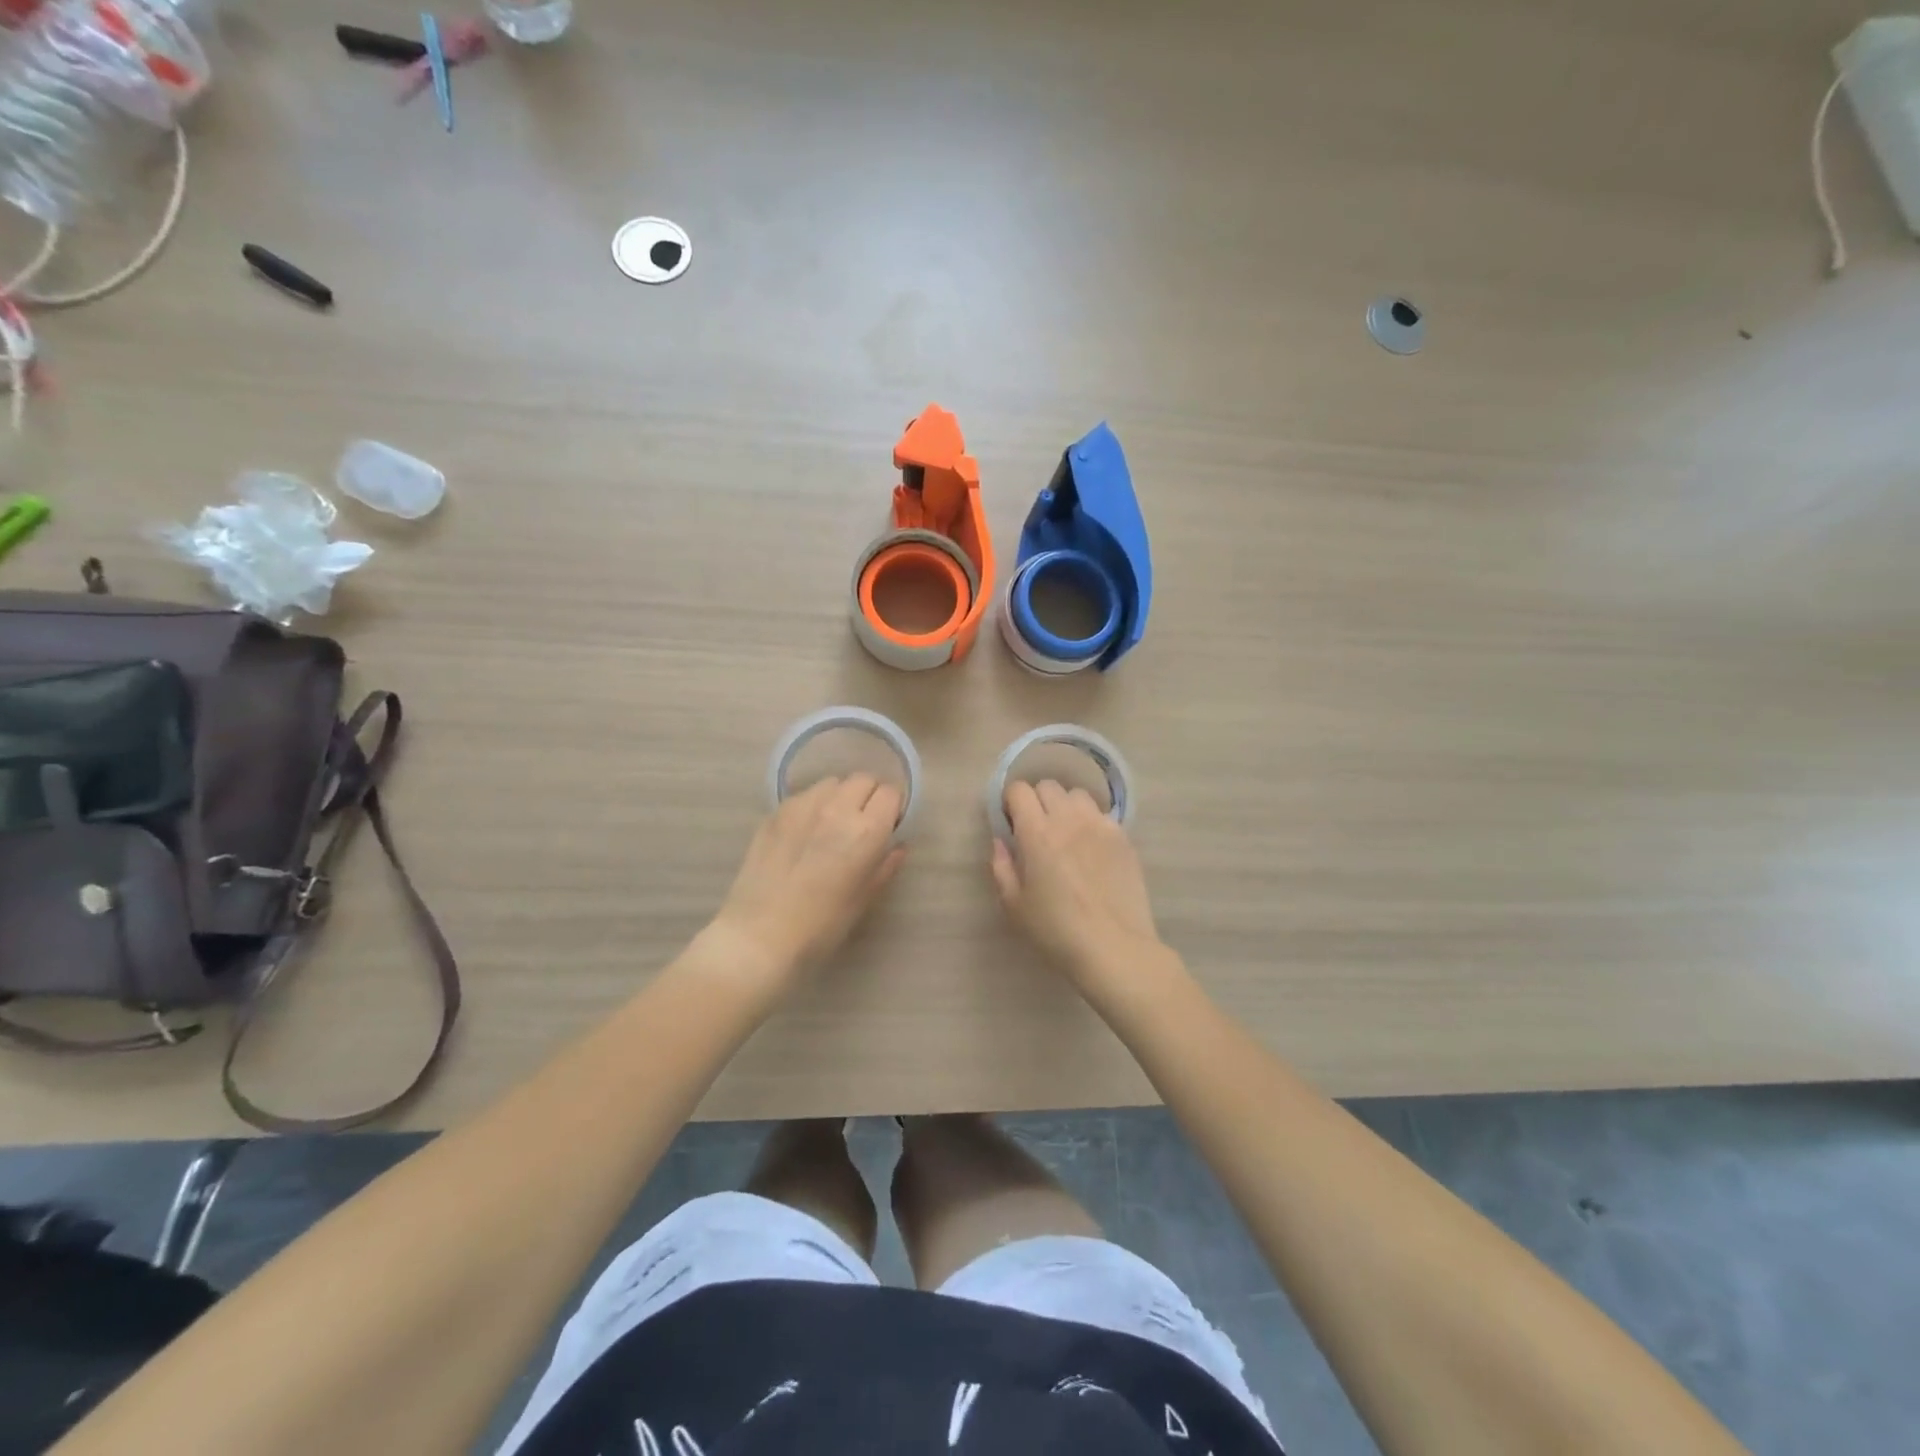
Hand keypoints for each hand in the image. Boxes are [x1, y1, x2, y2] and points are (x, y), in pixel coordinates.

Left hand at [712, 774, 906, 981]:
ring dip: (840, 796)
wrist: (759, 936)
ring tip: (833, 823)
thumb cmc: (820, 927)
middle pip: (863, 779)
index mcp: (866, 831)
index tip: (889, 826)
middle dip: (870, 796)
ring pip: (833, 783)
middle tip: (864, 823)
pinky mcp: (775, 812)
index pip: (891, 793)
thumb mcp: (863, 899)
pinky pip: (805, 795)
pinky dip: (814, 805)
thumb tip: (897, 846)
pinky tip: (805, 832)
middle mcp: (836, 808)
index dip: (893, 808)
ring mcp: (802, 806)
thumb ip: (885, 866)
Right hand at [990, 780, 1161, 978]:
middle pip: (1048, 786)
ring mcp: (1100, 825)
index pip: (1019, 791)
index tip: (1011, 823)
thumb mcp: (1015, 906)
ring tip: (1067, 833)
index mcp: (1037, 833)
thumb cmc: (1056, 930)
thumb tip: (1001, 842)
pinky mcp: (1123, 837)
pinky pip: (1102, 815)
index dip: (1011, 802)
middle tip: (1037, 829)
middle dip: (1037, 801)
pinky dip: (1091, 822)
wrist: (1114, 947)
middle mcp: (1068, 819)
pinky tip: (1091, 848)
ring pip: (1078, 795)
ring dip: (1066, 807)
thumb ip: (1002, 867)